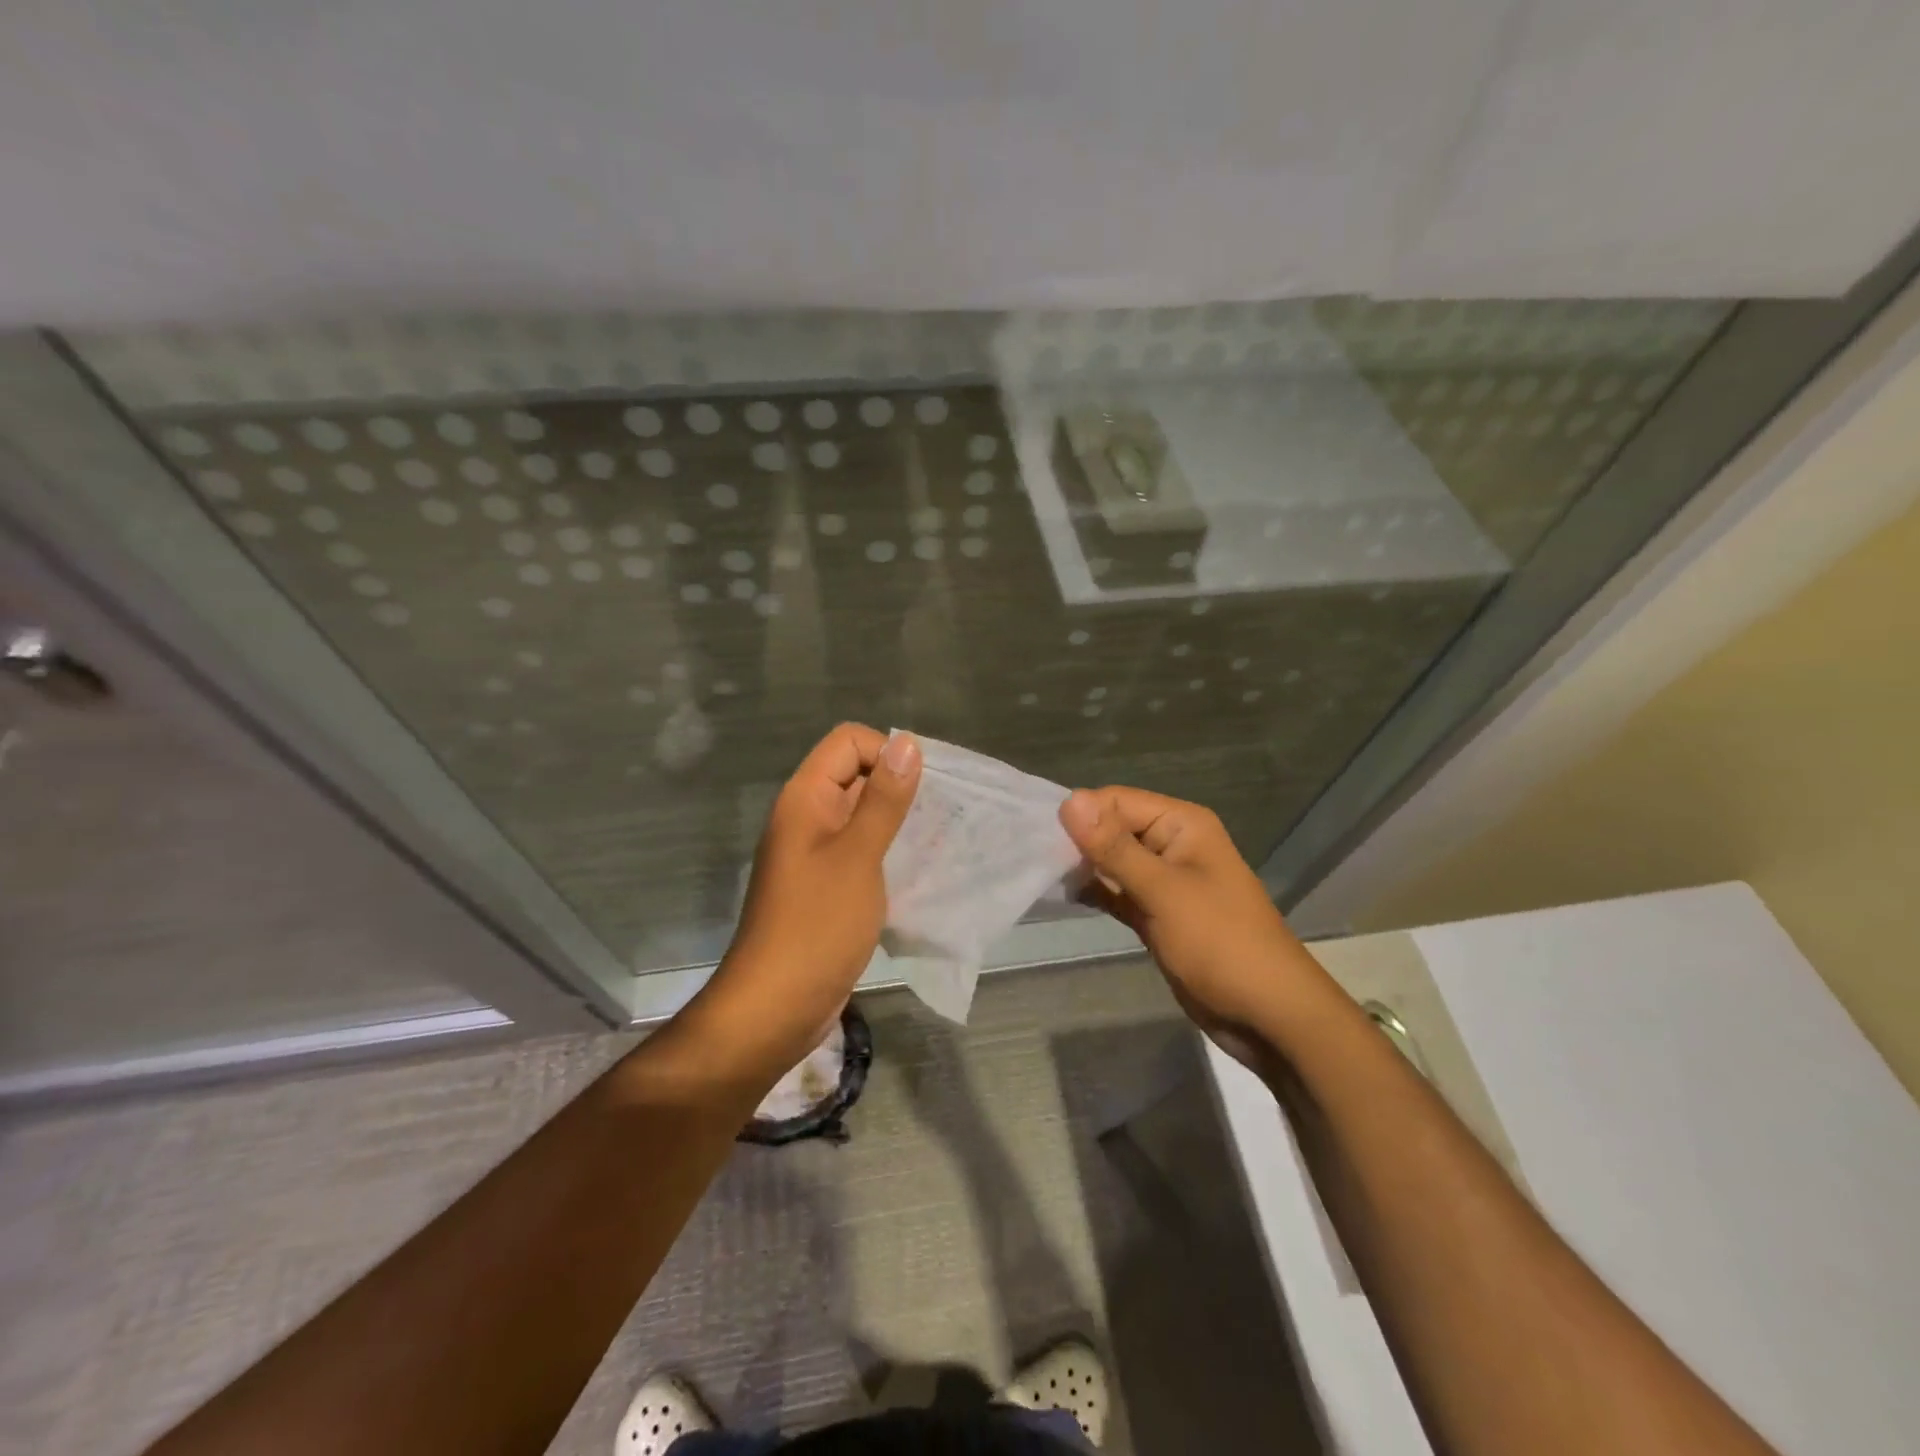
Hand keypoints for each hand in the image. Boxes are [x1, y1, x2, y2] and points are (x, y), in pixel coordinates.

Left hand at [700, 724, 921, 1077]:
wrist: (776, 1007)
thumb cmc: (817, 925)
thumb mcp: (858, 856)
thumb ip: (884, 799)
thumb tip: (907, 743)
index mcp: (806, 798)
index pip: (849, 742)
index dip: (887, 753)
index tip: (923, 788)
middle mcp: (808, 817)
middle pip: (858, 776)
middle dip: (901, 789)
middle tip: (943, 817)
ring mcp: (817, 854)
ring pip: (864, 817)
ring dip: (900, 824)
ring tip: (941, 843)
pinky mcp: (828, 886)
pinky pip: (864, 852)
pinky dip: (891, 854)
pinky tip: (922, 873)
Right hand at [1059, 786, 1317, 1067]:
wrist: (1267, 1015)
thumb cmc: (1220, 943)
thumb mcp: (1163, 891)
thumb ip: (1114, 847)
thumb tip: (1070, 799)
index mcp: (1181, 825)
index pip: (1117, 801)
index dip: (1081, 815)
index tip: (1039, 838)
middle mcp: (1171, 844)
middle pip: (1112, 828)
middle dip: (1077, 841)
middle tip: (1034, 859)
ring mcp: (1164, 881)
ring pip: (1112, 861)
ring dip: (1081, 866)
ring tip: (1040, 875)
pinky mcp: (1156, 913)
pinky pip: (1117, 890)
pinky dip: (1094, 891)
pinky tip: (1062, 894)